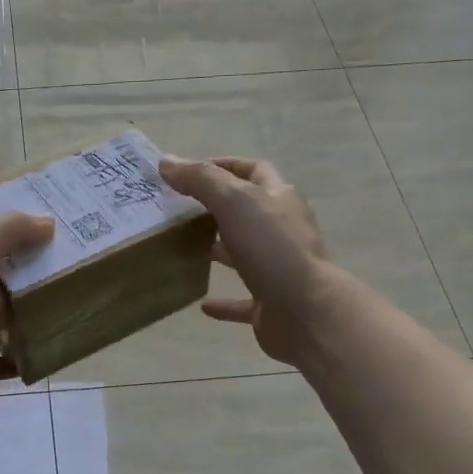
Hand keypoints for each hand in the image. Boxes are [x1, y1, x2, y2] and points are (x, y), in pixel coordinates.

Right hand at [159, 157, 335, 365]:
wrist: (305, 311)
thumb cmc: (272, 247)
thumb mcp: (234, 201)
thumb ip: (200, 179)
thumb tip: (167, 162)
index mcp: (280, 199)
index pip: (254, 170)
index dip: (224, 165)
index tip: (189, 172)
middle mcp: (283, 230)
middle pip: (249, 211)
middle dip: (218, 208)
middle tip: (180, 210)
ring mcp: (279, 268)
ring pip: (246, 254)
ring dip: (220, 250)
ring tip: (186, 249)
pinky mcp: (272, 304)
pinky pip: (243, 301)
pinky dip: (223, 301)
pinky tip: (202, 304)